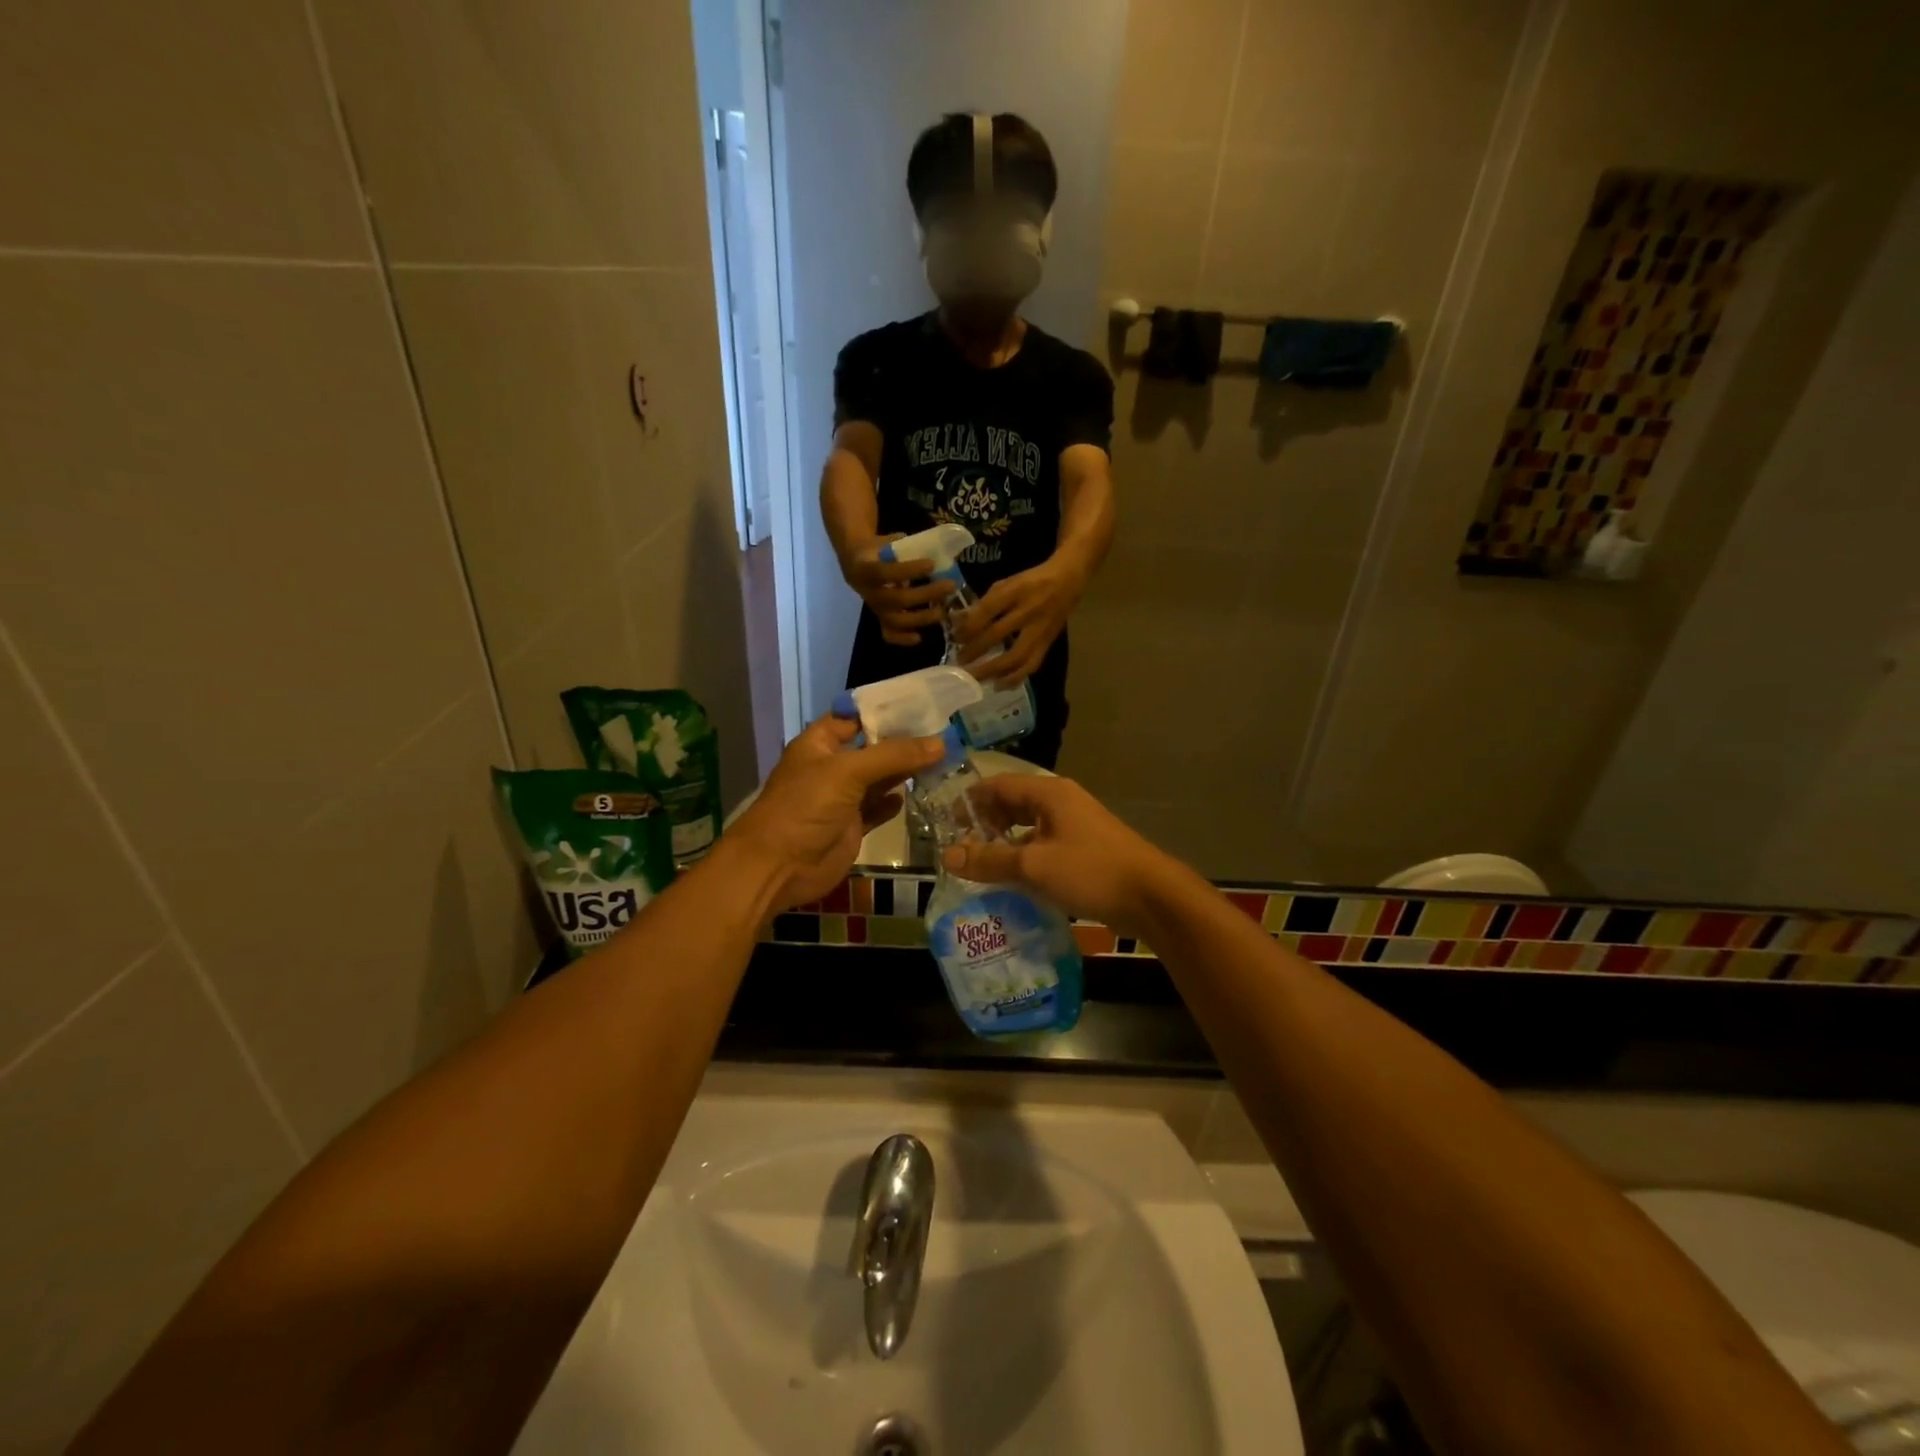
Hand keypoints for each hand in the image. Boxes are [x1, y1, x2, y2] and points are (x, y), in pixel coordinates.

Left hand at [728, 716, 942, 910]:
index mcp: (820, 744)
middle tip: (945, 733)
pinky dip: (894, 802)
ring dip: (905, 772)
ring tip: (943, 760)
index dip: (885, 711)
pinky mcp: (851, 826)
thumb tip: (941, 743)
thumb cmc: (805, 807)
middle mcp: (831, 767)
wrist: (778, 867)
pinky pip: (878, 808)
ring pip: (879, 779)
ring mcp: (841, 798)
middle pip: (873, 748)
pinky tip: (918, 793)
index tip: (923, 704)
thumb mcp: (848, 772)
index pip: (855, 717)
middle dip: (903, 742)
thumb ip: (894, 756)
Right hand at [842, 537, 954, 646]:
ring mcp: (875, 609)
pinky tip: (920, 637)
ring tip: (942, 612)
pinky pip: (888, 634)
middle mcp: (870, 593)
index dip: (909, 570)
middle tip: (950, 586)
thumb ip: (905, 546)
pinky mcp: (880, 619)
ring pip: (896, 620)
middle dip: (926, 594)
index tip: (932, 564)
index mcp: (866, 570)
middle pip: (897, 599)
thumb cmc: (878, 550)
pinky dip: (903, 639)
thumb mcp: (887, 542)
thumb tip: (936, 547)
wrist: (857, 564)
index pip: (886, 572)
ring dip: (921, 618)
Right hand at [940, 776, 1177, 937]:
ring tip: (978, 865)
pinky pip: (1044, 845)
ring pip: (1028, 827)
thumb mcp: (1034, 866)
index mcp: (1049, 794)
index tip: (945, 822)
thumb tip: (947, 857)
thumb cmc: (1090, 871)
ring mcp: (1075, 825)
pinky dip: (1024, 857)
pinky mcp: (1084, 849)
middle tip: (958, 847)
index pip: (998, 785)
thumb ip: (989, 860)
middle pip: (1012, 804)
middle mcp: (1061, 802)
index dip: (969, 801)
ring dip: (1004, 843)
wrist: (1151, 896)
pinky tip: (1012, 879)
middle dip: (984, 823)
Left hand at [953, 558, 1083, 685]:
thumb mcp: (1007, 583)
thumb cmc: (1031, 581)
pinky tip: (999, 685)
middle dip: (975, 650)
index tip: (955, 637)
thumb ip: (985, 602)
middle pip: (998, 634)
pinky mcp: (1048, 643)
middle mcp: (1028, 611)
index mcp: (1016, 591)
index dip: (970, 625)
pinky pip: (1031, 664)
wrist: (1068, 581)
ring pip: (1016, 655)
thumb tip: (960, 622)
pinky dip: (1015, 678)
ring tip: (976, 679)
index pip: (989, 609)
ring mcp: (1040, 629)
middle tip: (959, 662)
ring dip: (993, 670)